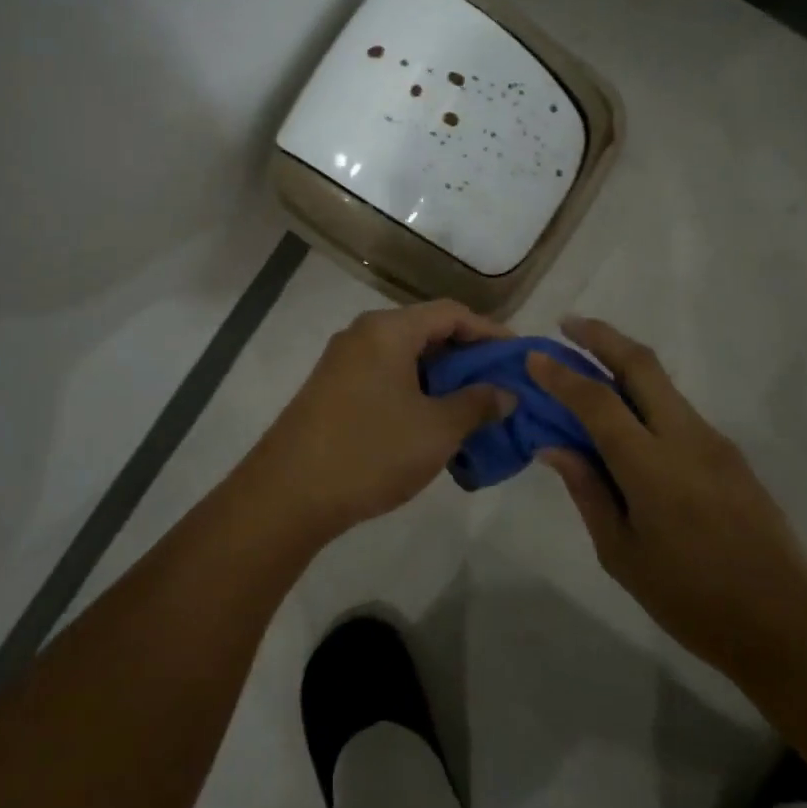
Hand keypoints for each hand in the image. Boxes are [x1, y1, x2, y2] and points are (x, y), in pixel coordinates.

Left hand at [247, 300, 513, 540]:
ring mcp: (343, 362)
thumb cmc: (371, 451)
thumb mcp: (437, 429)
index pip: (451, 313)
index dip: (490, 332)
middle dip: (467, 358)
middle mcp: (363, 335)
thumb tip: (506, 392)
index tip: (518, 357)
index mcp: (388, 330)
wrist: (288, 494)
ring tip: (473, 409)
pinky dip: (415, 392)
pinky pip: (385, 377)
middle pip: (427, 331)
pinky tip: (433, 424)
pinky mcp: (332, 390)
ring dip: (442, 379)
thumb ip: (477, 404)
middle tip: (500, 386)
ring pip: (405, 358)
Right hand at [527, 317, 806, 668]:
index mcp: (651, 467)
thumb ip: (588, 492)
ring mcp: (713, 441)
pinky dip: (645, 397)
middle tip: (568, 324)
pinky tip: (627, 420)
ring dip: (624, 363)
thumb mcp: (622, 555)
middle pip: (641, 365)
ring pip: (662, 383)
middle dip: (602, 336)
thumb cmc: (691, 599)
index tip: (534, 357)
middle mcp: (685, 438)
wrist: (786, 623)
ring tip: (589, 368)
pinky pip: (678, 410)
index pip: (597, 402)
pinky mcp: (730, 454)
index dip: (562, 375)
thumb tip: (555, 448)